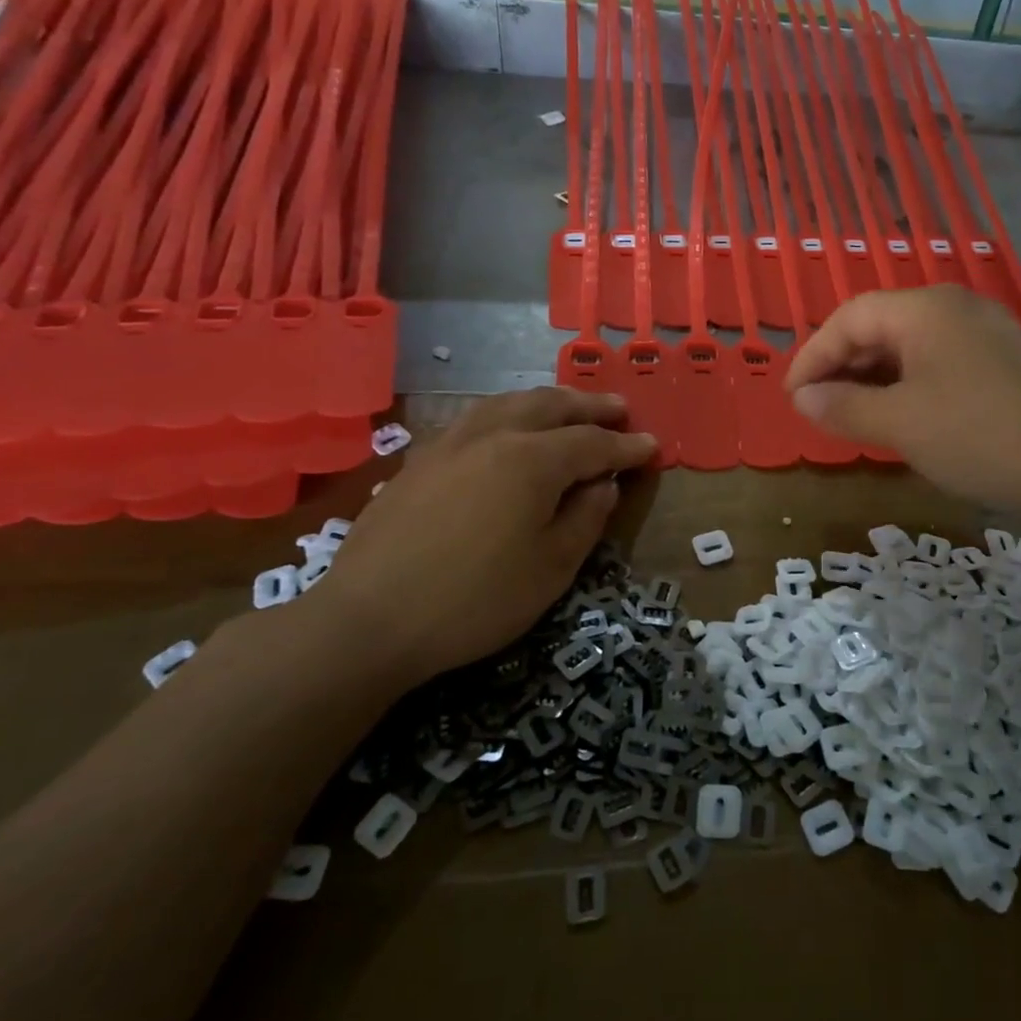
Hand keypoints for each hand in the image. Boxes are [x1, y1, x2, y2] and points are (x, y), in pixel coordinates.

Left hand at [308, 389, 655, 688]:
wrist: (368, 620)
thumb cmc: (475, 600)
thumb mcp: (551, 568)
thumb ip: (585, 518)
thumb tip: (602, 484)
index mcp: (532, 460)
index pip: (592, 443)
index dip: (626, 446)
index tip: (652, 445)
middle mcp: (493, 436)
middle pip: (550, 406)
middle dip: (590, 406)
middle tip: (619, 408)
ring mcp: (451, 443)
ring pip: (509, 403)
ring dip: (548, 401)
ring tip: (569, 407)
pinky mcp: (421, 459)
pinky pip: (477, 418)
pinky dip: (508, 413)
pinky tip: (508, 429)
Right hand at [784, 286, 1020, 519]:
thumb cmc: (975, 437)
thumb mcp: (898, 424)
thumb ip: (842, 406)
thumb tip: (802, 398)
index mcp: (924, 309)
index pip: (849, 317)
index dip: (813, 355)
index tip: (791, 396)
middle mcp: (954, 307)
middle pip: (879, 326)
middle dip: (841, 366)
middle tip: (816, 408)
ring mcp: (983, 333)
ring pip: (909, 346)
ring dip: (872, 378)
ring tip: (849, 415)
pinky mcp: (1001, 362)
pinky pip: (937, 363)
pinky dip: (906, 385)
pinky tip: (897, 417)